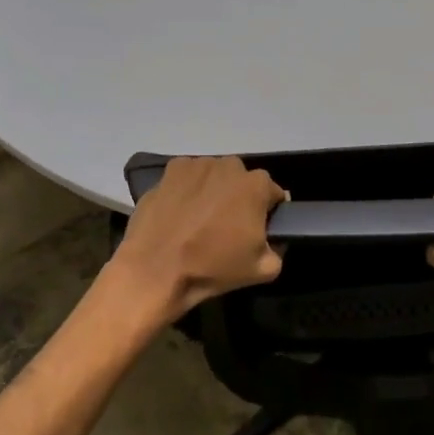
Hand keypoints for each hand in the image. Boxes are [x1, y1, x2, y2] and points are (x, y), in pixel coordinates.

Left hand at [112, 156, 285, 319]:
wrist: (155, 270)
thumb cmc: (212, 268)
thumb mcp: (263, 270)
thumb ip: (278, 250)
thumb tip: (274, 240)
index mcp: (256, 185)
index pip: (273, 194)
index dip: (268, 212)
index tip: (257, 229)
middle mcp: (230, 166)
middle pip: (242, 181)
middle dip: (239, 198)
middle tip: (227, 226)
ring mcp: (198, 164)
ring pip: (214, 176)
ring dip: (213, 191)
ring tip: (199, 219)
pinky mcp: (171, 170)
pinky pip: (188, 177)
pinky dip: (187, 189)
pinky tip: (179, 212)